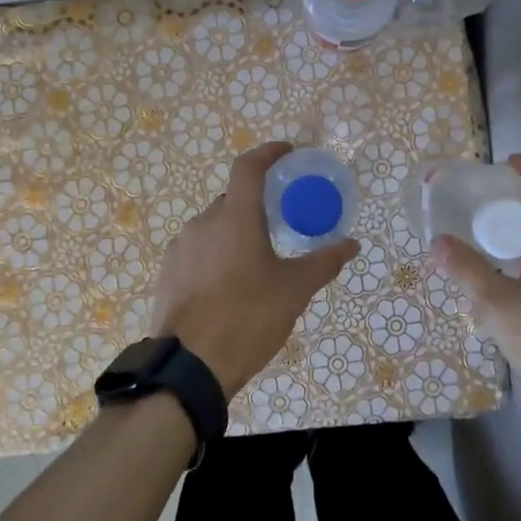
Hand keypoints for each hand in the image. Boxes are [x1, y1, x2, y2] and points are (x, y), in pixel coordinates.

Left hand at [149, 142, 358, 397]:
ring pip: (213, 227)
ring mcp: (181, 247)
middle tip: (278, 225)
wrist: (189, 367)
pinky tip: (227, 285)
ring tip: (253, 264)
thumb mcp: (294, 291)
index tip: (287, 153)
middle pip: (232, 200)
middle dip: (255, 206)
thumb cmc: (248, 319)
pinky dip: (215, 255)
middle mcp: (203, 223)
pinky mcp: (168, 271)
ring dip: (233, 234)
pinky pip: (197, 251)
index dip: (268, 153)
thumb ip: (324, 262)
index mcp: (235, 218)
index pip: (249, 167)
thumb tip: (352, 244)